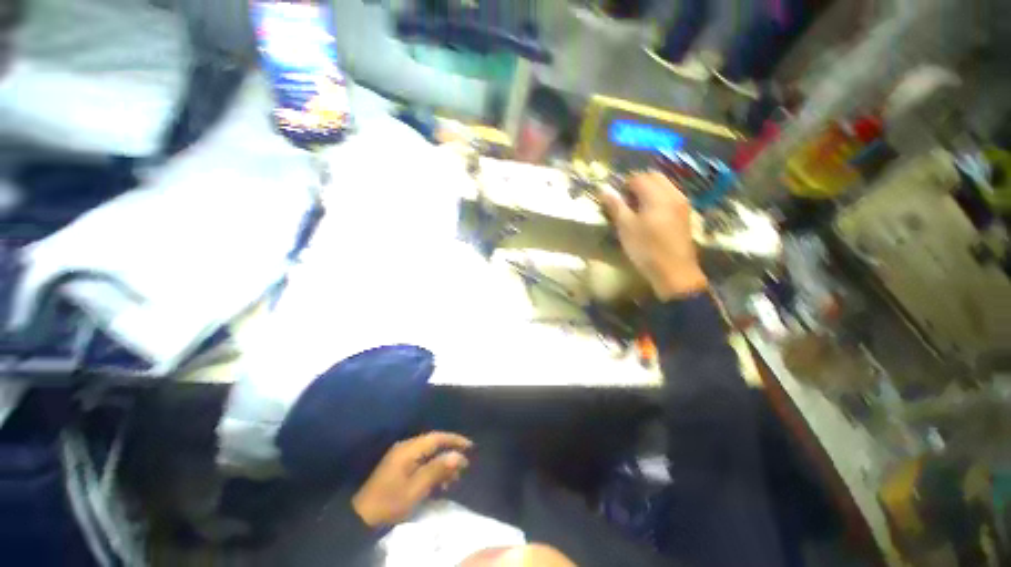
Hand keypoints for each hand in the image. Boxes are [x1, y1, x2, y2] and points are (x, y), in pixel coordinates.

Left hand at [352, 432, 472, 526]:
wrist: (362, 518)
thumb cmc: (391, 502)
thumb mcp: (416, 488)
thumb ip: (437, 469)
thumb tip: (458, 455)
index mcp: (409, 449)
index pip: (437, 437)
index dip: (455, 440)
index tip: (470, 446)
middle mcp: (406, 447)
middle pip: (434, 444)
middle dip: (450, 453)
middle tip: (464, 466)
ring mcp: (401, 456)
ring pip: (428, 453)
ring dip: (442, 463)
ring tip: (453, 478)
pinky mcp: (399, 466)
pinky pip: (421, 461)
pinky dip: (432, 469)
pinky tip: (438, 483)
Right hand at [599, 171, 708, 299]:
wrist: (674, 272)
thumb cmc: (646, 249)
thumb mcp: (626, 228)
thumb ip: (615, 206)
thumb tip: (604, 189)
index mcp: (657, 196)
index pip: (639, 178)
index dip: (624, 185)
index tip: (615, 198)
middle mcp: (673, 194)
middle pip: (654, 177)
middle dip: (637, 184)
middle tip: (624, 201)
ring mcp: (682, 204)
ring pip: (664, 186)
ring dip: (649, 190)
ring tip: (636, 209)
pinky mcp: (685, 214)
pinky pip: (670, 196)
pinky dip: (658, 198)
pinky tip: (650, 216)